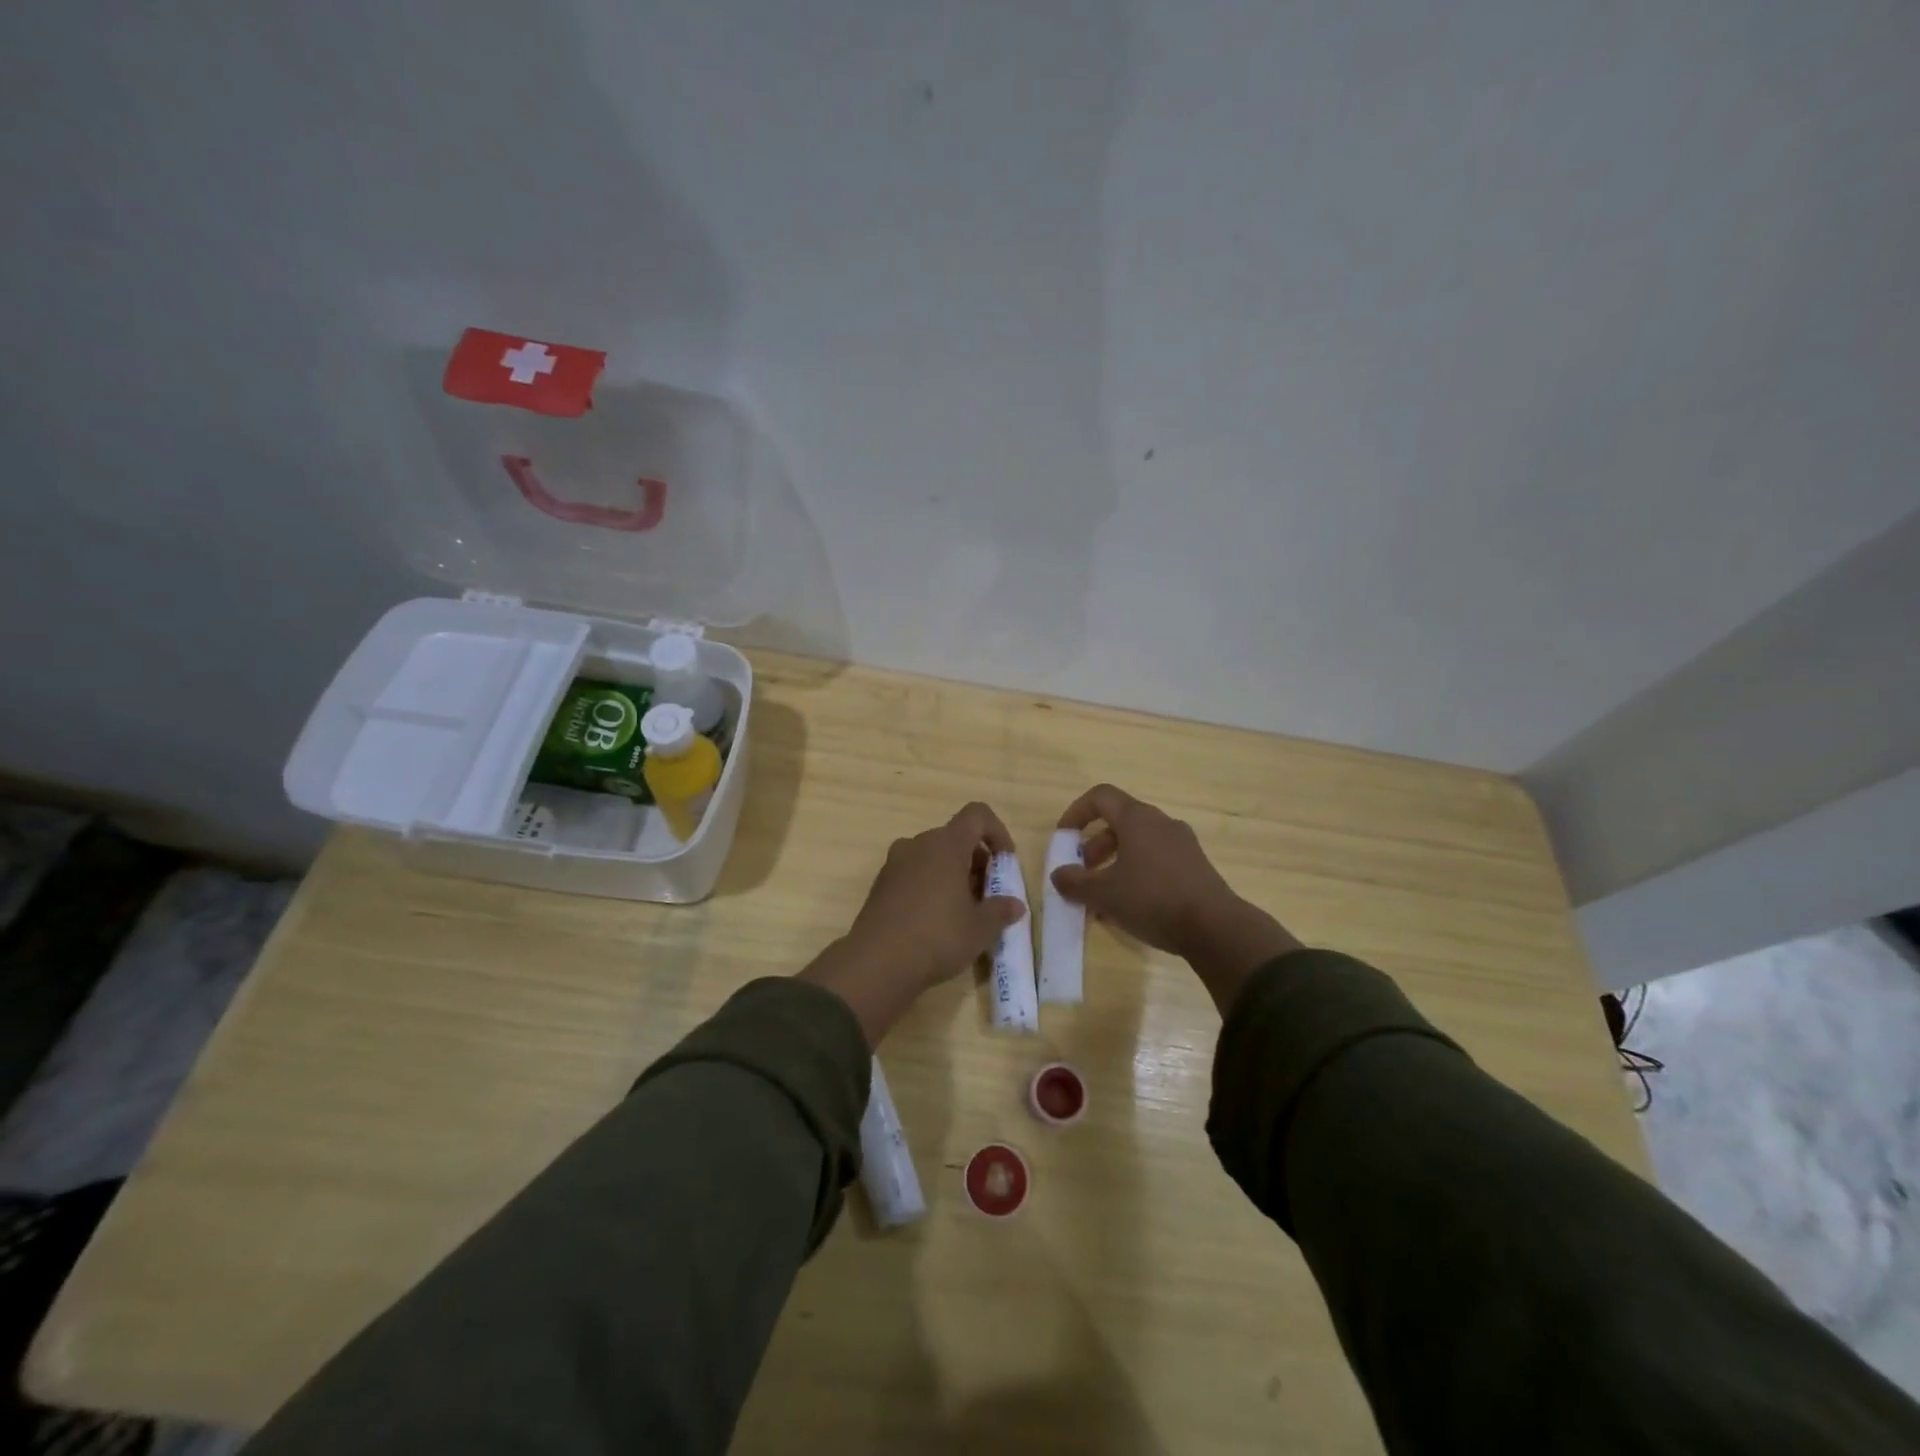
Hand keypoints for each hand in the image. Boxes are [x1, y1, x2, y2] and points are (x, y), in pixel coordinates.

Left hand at [800, 802, 1025, 1043]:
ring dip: (952, 875)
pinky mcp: (880, 885)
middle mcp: (918, 844)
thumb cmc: (938, 936)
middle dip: (976, 861)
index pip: (977, 815)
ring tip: (963, 911)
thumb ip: (1000, 911)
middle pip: (954, 838)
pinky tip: (935, 921)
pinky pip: (913, 874)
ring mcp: (895, 864)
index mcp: (946, 844)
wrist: (877, 963)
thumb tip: (1015, 905)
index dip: (997, 832)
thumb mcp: (980, 929)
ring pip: (932, 857)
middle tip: (987, 895)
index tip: (1005, 862)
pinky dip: (930, 886)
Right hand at [1052, 784, 1300, 1012]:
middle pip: (1119, 822)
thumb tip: (1058, 874)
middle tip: (1083, 872)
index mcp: (1137, 819)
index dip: (1077, 812)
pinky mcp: (1195, 867)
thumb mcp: (1104, 894)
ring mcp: (1182, 844)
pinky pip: (1157, 860)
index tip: (1064, 837)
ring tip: (1102, 897)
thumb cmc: (1152, 899)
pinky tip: (1130, 907)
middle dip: (1094, 846)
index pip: (1100, 796)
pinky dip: (1136, 874)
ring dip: (1114, 863)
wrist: (1215, 928)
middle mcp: (1161, 823)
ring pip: (1138, 844)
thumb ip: (1075, 882)